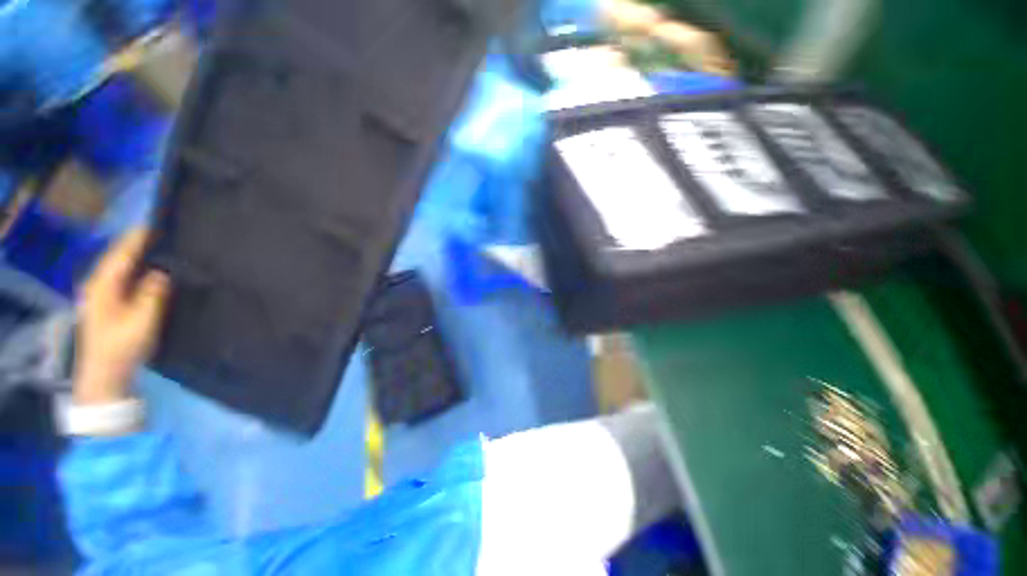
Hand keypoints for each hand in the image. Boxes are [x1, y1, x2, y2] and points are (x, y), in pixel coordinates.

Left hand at [74, 229, 170, 405]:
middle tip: (164, 234)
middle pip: (119, 258)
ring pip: (120, 268)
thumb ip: (152, 293)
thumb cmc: (122, 346)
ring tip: (161, 248)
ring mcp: (101, 295)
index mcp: (103, 285)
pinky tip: (150, 270)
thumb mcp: (141, 320)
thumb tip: (162, 271)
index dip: (137, 238)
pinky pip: (123, 279)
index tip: (157, 224)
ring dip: (138, 257)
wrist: (105, 374)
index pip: (121, 253)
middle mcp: (98, 284)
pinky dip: (136, 270)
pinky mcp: (108, 304)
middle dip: (138, 245)